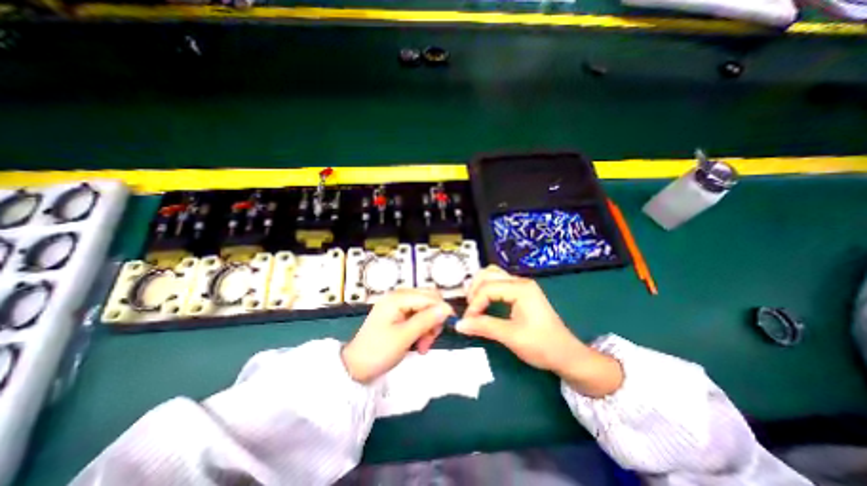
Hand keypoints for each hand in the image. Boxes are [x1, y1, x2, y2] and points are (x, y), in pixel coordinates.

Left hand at [343, 289, 455, 383]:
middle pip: (429, 300)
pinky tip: (419, 343)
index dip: (442, 309)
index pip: (429, 297)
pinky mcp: (398, 314)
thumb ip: (426, 320)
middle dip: (434, 318)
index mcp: (398, 298)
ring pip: (425, 309)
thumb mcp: (404, 337)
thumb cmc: (378, 351)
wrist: (355, 367)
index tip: (449, 327)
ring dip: (429, 326)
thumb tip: (447, 308)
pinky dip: (422, 328)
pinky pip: (418, 316)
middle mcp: (399, 296)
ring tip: (423, 346)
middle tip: (430, 339)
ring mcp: (398, 305)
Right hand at [455, 265, 623, 397]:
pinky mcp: (521, 292)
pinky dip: (486, 289)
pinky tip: (483, 302)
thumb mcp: (511, 337)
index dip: (474, 304)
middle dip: (474, 291)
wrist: (567, 355)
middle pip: (488, 274)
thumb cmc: (542, 346)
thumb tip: (459, 324)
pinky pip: (498, 283)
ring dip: (479, 287)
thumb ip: (484, 327)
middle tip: (470, 311)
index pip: (487, 288)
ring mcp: (521, 285)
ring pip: (492, 275)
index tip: (468, 322)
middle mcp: (520, 281)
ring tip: (474, 305)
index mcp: (520, 289)